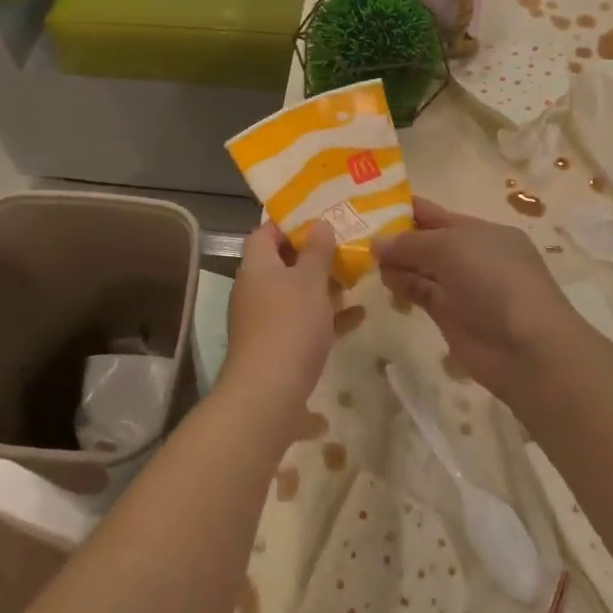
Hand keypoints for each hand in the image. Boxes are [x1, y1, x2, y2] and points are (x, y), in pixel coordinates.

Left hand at [222, 221, 338, 421]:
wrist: (267, 393)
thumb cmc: (289, 325)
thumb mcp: (310, 281)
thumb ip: (317, 251)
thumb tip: (319, 224)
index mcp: (257, 265)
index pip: (266, 231)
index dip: (291, 222)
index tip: (321, 218)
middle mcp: (255, 287)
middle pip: (283, 262)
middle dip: (314, 256)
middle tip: (345, 247)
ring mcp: (263, 318)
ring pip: (295, 293)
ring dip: (322, 286)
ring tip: (355, 277)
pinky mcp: (275, 345)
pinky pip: (302, 321)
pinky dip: (325, 316)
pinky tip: (358, 316)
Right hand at [372, 197, 573, 403]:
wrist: (527, 348)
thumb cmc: (494, 280)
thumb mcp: (450, 247)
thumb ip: (409, 243)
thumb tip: (376, 243)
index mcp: (480, 231)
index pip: (435, 214)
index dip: (404, 208)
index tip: (369, 205)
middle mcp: (471, 256)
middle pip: (425, 241)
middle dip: (395, 236)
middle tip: (355, 232)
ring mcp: (461, 287)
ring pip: (420, 268)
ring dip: (395, 261)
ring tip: (364, 257)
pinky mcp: (451, 316)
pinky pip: (420, 293)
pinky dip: (402, 285)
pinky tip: (383, 279)